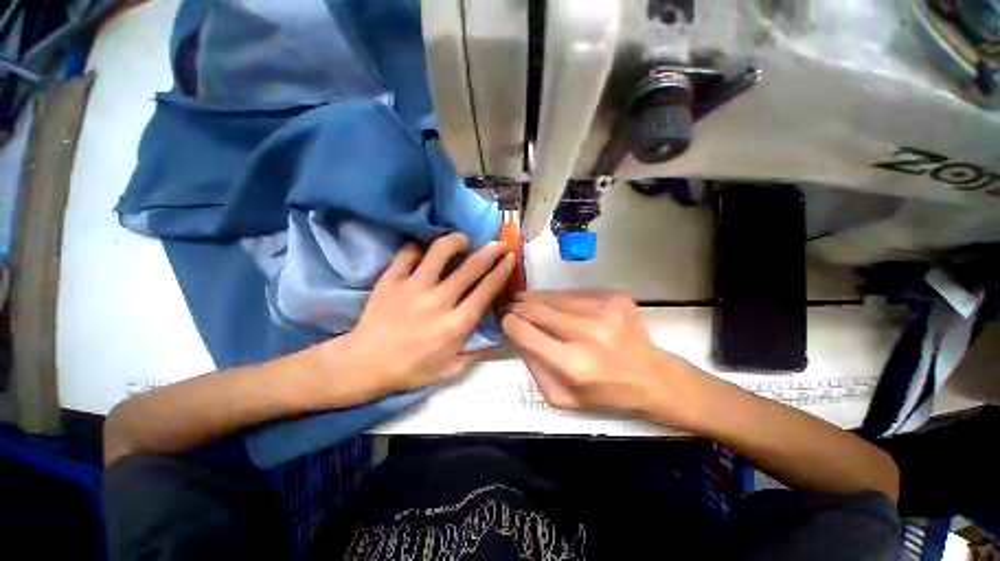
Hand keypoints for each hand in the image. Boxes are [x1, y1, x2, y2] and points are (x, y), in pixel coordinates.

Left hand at [325, 234, 513, 401]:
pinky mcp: (391, 280)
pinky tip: (425, 251)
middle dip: (490, 251)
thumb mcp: (449, 370)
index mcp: (455, 325)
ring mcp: (413, 288)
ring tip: (462, 240)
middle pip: (470, 268)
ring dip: (455, 241)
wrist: (364, 365)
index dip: (501, 271)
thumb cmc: (411, 370)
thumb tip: (502, 340)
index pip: (486, 291)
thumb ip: (477, 354)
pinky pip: (408, 254)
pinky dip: (419, 248)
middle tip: (498, 243)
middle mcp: (438, 302)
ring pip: (439, 252)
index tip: (510, 257)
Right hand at [502, 291, 697, 421]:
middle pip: (536, 309)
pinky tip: (559, 305)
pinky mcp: (615, 298)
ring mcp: (604, 311)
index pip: (524, 332)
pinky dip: (561, 298)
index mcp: (572, 365)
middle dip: (518, 306)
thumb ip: (533, 367)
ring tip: (528, 301)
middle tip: (512, 306)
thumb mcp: (561, 397)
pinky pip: (574, 293)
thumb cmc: (604, 393)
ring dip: (536, 298)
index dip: (509, 323)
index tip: (505, 320)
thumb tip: (516, 334)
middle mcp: (588, 334)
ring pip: (553, 296)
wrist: (651, 378)